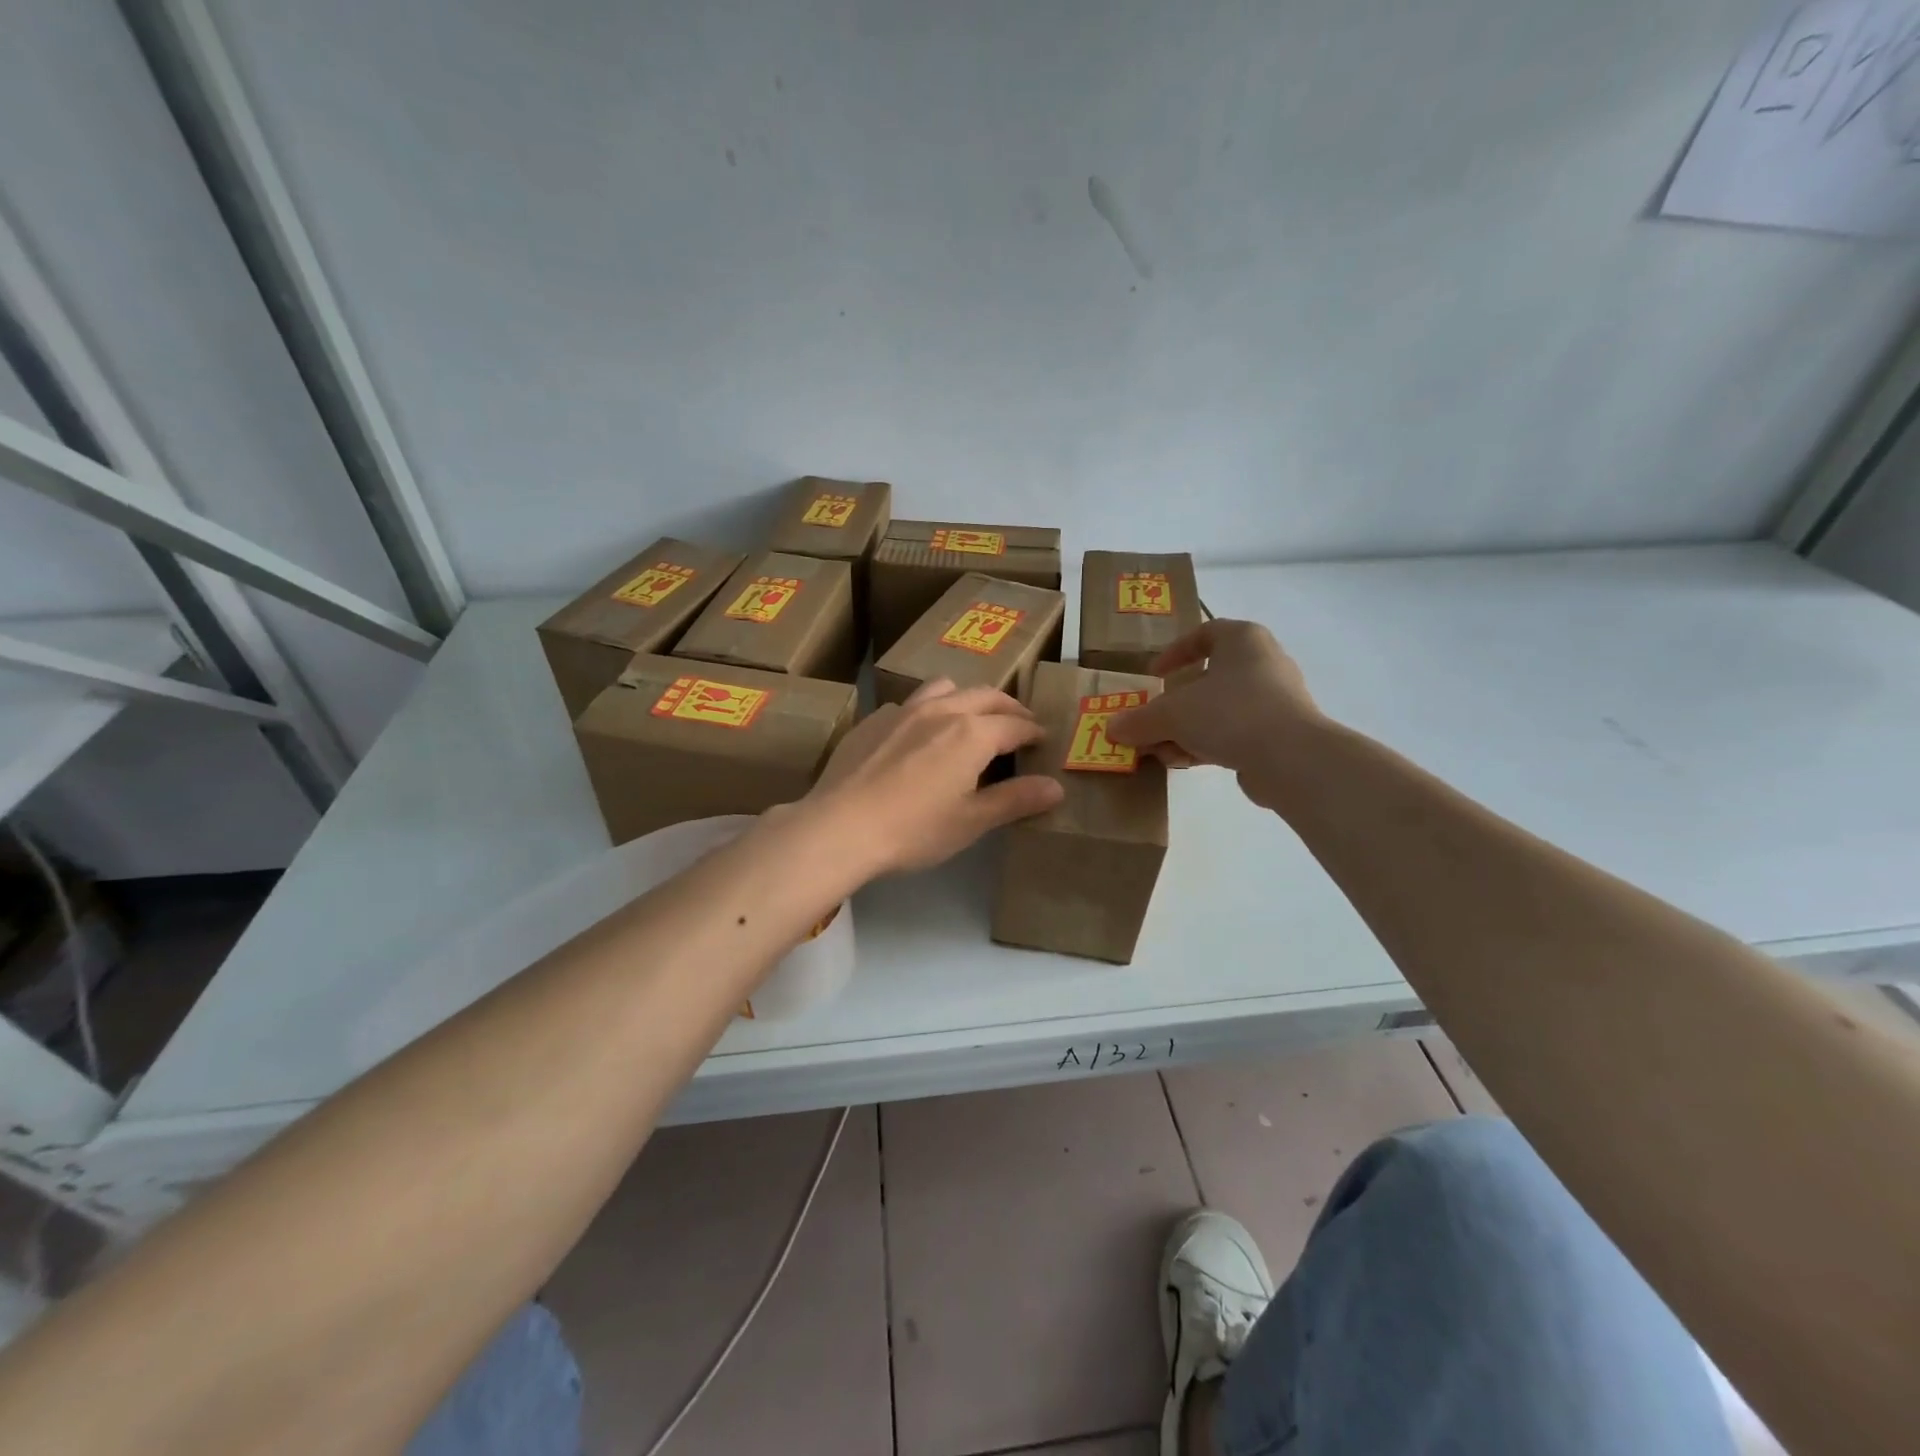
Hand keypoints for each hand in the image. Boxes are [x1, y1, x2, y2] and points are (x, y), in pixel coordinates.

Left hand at [802, 679, 1065, 876]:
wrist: (840, 827)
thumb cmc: (914, 829)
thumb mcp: (971, 821)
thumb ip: (1015, 800)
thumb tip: (1056, 787)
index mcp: (972, 733)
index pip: (1015, 725)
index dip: (1033, 731)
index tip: (1042, 739)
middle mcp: (941, 711)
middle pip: (984, 696)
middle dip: (1008, 707)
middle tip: (1019, 722)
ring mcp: (903, 711)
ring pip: (944, 688)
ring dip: (966, 697)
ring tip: (971, 716)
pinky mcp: (873, 720)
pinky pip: (909, 703)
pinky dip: (927, 710)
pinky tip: (918, 735)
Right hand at [1105, 620, 1321, 808]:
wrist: (1292, 758)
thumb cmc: (1230, 713)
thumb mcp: (1172, 714)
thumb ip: (1139, 720)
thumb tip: (1112, 728)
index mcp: (1243, 639)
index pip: (1205, 633)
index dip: (1174, 652)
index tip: (1153, 675)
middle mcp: (1263, 662)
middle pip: (1209, 678)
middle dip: (1175, 704)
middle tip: (1152, 720)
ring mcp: (1276, 699)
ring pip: (1219, 709)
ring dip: (1186, 729)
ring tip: (1162, 750)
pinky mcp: (1280, 733)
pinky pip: (1235, 732)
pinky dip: (1208, 744)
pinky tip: (1185, 763)